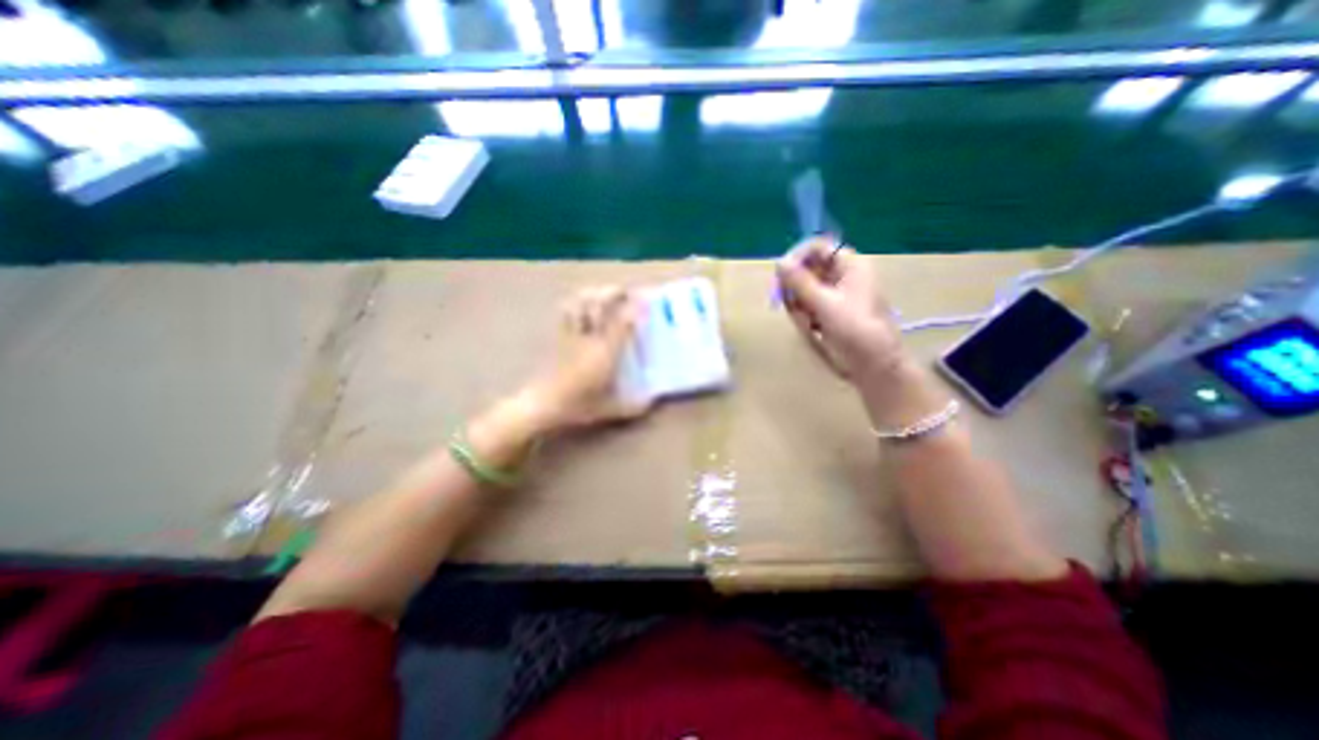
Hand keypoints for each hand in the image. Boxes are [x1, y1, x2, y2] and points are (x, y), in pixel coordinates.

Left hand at [524, 285, 649, 431]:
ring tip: (602, 293)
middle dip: (613, 294)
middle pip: (599, 306)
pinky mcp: (559, 338)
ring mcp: (572, 336)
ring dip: (592, 294)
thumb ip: (632, 406)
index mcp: (605, 354)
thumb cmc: (578, 406)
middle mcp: (590, 339)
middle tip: (624, 291)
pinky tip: (579, 304)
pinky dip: (574, 304)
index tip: (643, 303)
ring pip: (580, 305)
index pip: (622, 324)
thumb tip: (651, 402)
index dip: (634, 311)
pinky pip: (566, 314)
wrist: (544, 404)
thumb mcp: (609, 409)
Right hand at [774, 236, 906, 381]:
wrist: (873, 364)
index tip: (781, 275)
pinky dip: (804, 315)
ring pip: (803, 289)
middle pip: (807, 269)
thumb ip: (800, 282)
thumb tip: (779, 262)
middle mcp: (842, 275)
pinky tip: (811, 328)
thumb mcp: (824, 304)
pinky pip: (807, 305)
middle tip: (792, 305)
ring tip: (808, 323)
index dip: (797, 257)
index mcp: (850, 265)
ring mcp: (835, 294)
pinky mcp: (830, 310)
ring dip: (799, 305)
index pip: (817, 247)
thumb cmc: (854, 330)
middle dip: (796, 288)